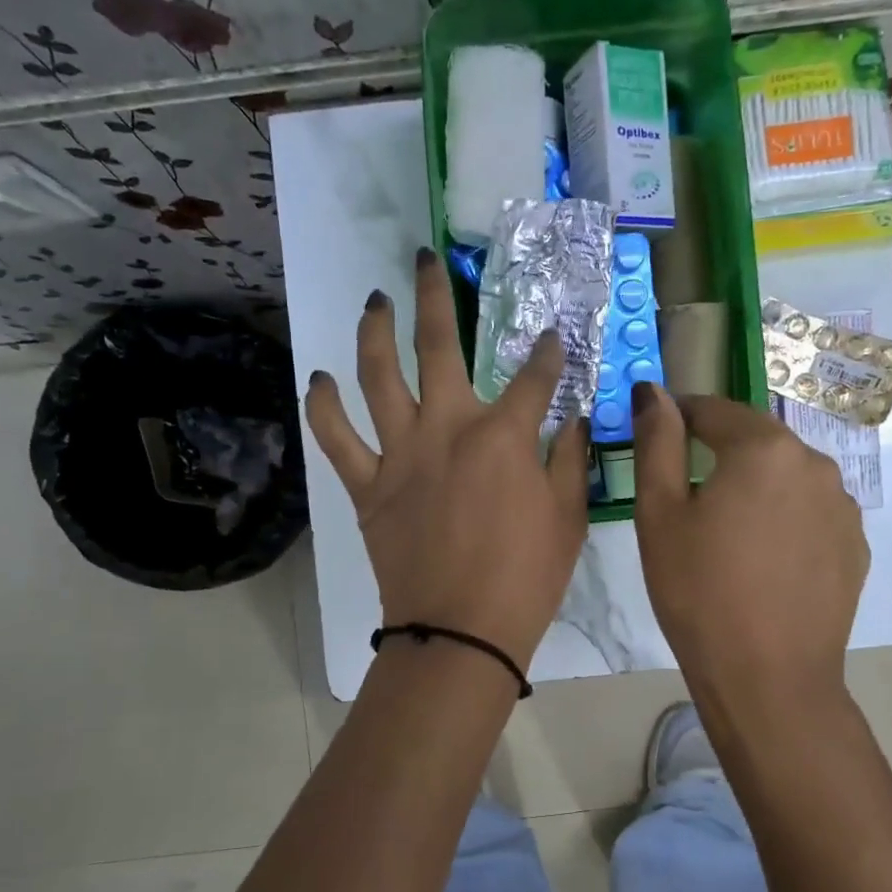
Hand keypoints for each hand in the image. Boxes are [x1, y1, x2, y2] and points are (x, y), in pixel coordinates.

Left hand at [305, 249, 591, 667]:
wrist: (461, 630)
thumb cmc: (526, 578)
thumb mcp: (568, 518)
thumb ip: (571, 459)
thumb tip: (571, 418)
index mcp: (503, 435)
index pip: (535, 377)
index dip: (547, 353)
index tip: (552, 338)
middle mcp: (447, 428)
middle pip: (437, 347)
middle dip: (434, 296)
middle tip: (424, 261)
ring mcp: (401, 454)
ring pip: (377, 377)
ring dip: (374, 332)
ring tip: (373, 302)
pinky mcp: (368, 486)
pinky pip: (337, 439)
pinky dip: (324, 407)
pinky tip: (320, 379)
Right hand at [631, 383, 868, 709]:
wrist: (768, 677)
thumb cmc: (699, 592)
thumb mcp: (659, 515)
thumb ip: (657, 443)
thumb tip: (653, 391)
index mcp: (763, 448)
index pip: (712, 410)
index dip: (678, 418)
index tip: (655, 439)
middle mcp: (814, 463)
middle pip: (754, 441)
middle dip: (718, 454)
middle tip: (686, 497)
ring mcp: (843, 505)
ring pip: (785, 476)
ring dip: (754, 486)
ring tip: (726, 534)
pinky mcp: (856, 544)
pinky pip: (810, 511)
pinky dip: (783, 518)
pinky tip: (763, 559)